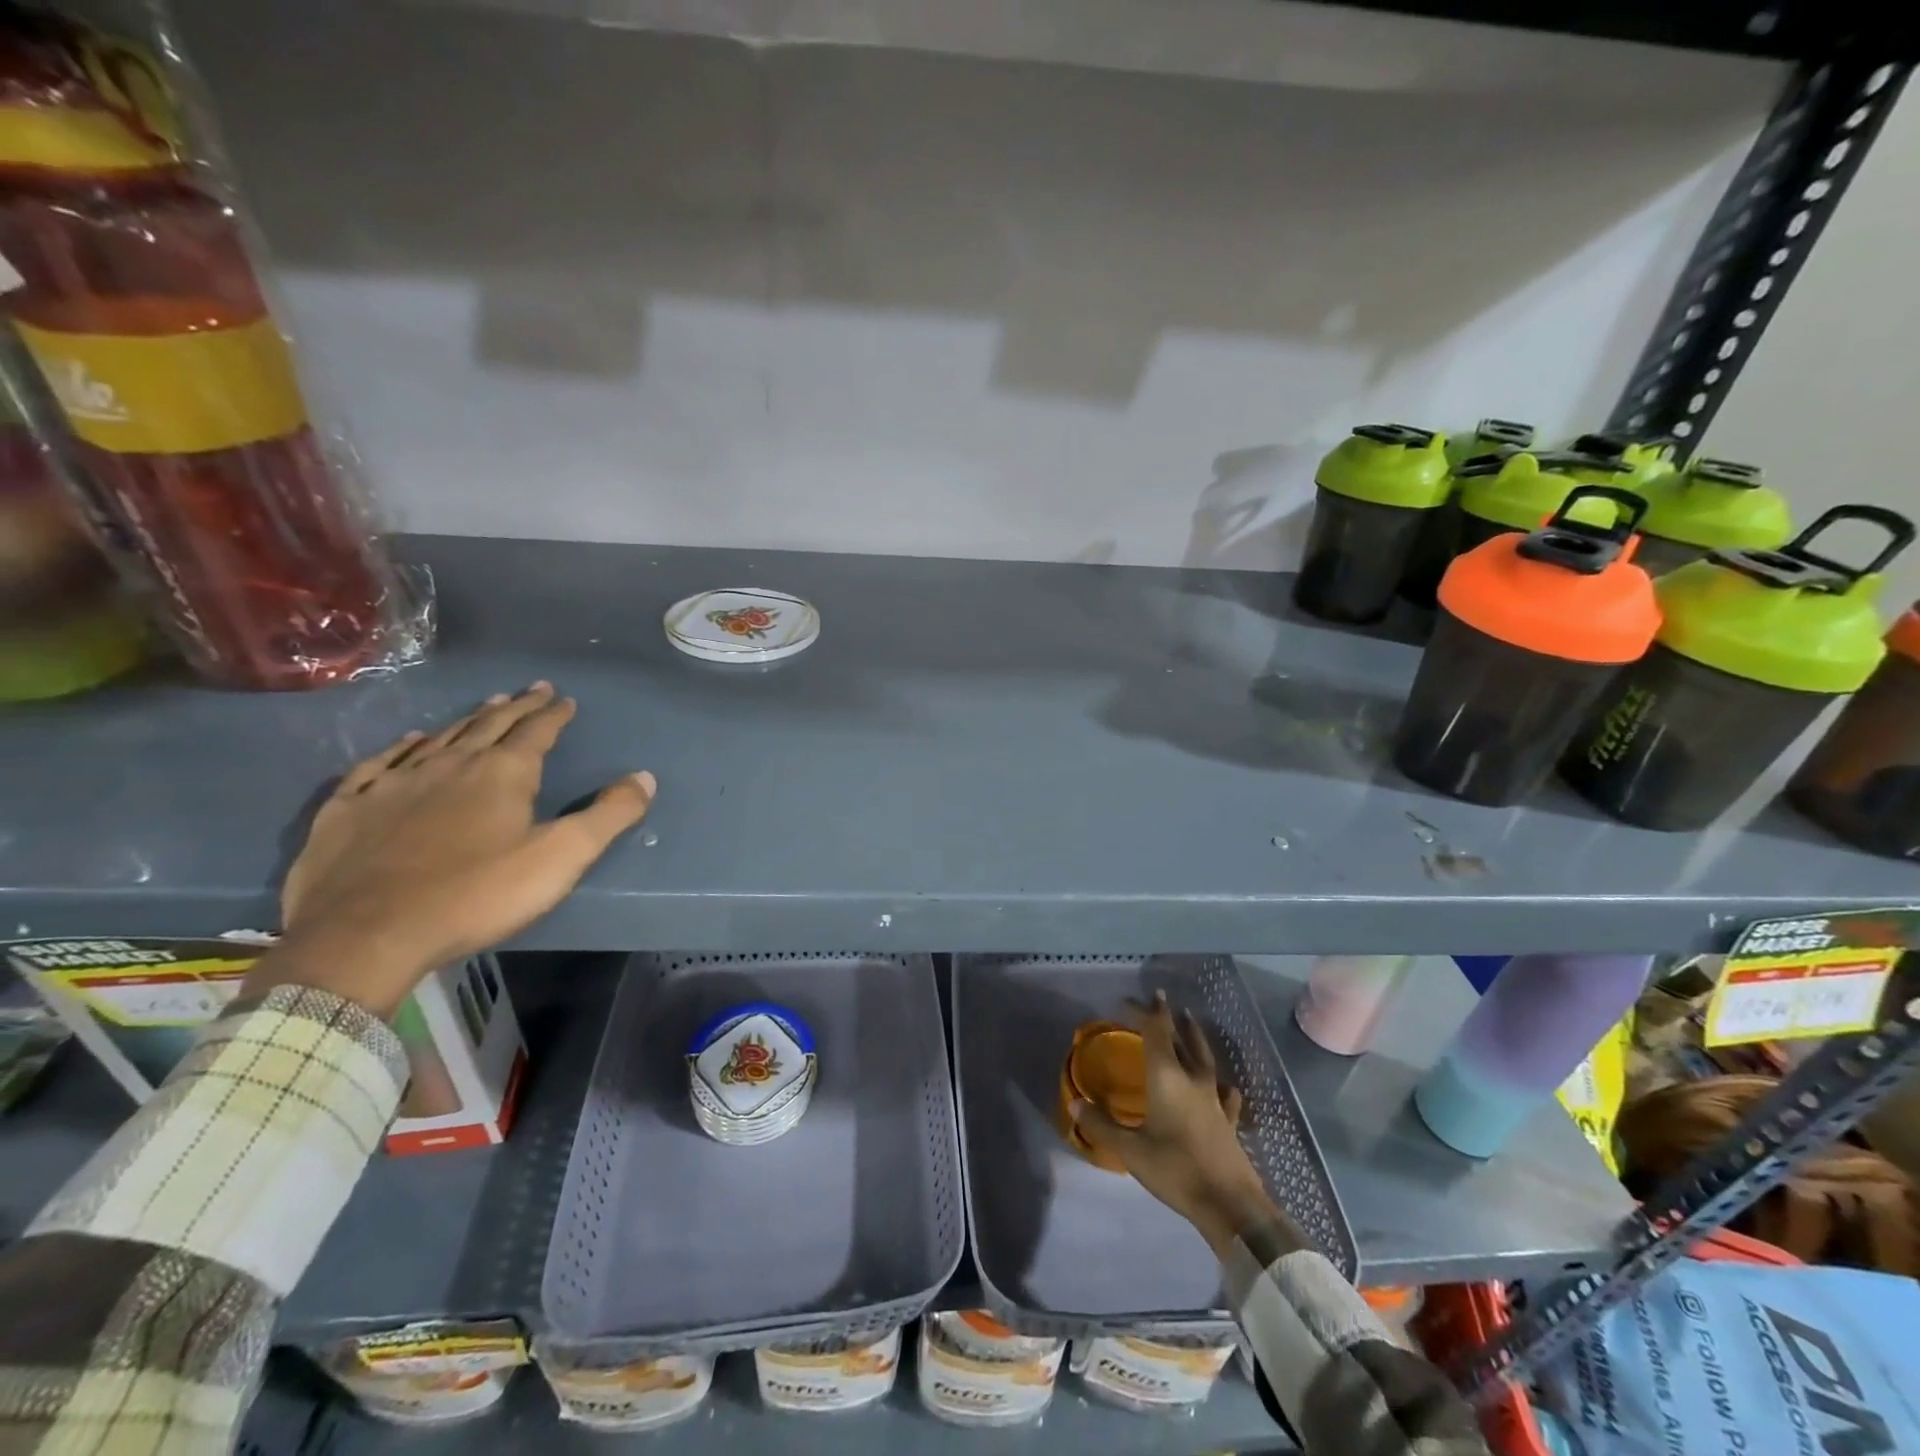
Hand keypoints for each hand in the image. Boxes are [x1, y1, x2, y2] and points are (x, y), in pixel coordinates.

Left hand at [253, 682, 655, 1016]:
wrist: (367, 935)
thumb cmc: (477, 895)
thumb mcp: (561, 858)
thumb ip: (608, 815)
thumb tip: (644, 777)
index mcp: (502, 774)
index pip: (535, 732)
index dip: (553, 714)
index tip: (565, 699)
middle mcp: (450, 765)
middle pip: (489, 726)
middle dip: (516, 707)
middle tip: (532, 690)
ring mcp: (395, 784)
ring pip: (439, 739)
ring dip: (467, 721)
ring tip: (486, 707)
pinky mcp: (350, 808)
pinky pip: (379, 764)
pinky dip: (399, 748)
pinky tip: (407, 742)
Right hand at [1071, 992, 1288, 1257]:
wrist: (1231, 1206)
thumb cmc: (1176, 1171)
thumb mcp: (1131, 1151)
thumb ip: (1102, 1125)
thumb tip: (1075, 1103)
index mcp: (1167, 1078)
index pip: (1155, 1033)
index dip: (1144, 1012)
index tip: (1130, 1000)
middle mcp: (1193, 1080)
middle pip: (1180, 1039)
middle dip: (1167, 1018)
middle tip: (1159, 1000)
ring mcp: (1215, 1100)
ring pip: (1205, 1058)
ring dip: (1195, 1037)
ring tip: (1190, 1021)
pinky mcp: (1229, 1122)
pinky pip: (1224, 1093)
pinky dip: (1220, 1083)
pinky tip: (1225, 1086)